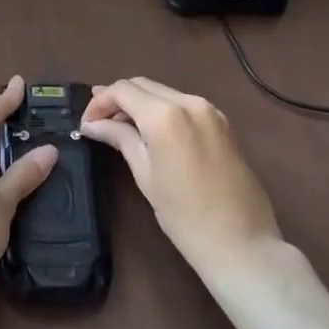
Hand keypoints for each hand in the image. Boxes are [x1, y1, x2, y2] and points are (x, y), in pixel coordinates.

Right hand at [81, 77, 283, 277]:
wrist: (242, 244)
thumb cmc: (185, 216)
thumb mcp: (145, 175)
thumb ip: (120, 139)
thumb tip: (92, 124)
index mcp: (166, 114)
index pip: (122, 90)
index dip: (100, 102)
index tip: (86, 124)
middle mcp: (188, 101)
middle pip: (142, 85)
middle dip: (117, 99)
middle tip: (98, 122)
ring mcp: (209, 110)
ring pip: (162, 92)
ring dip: (139, 103)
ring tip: (121, 126)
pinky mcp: (221, 122)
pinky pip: (182, 104)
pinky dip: (161, 109)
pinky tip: (151, 131)